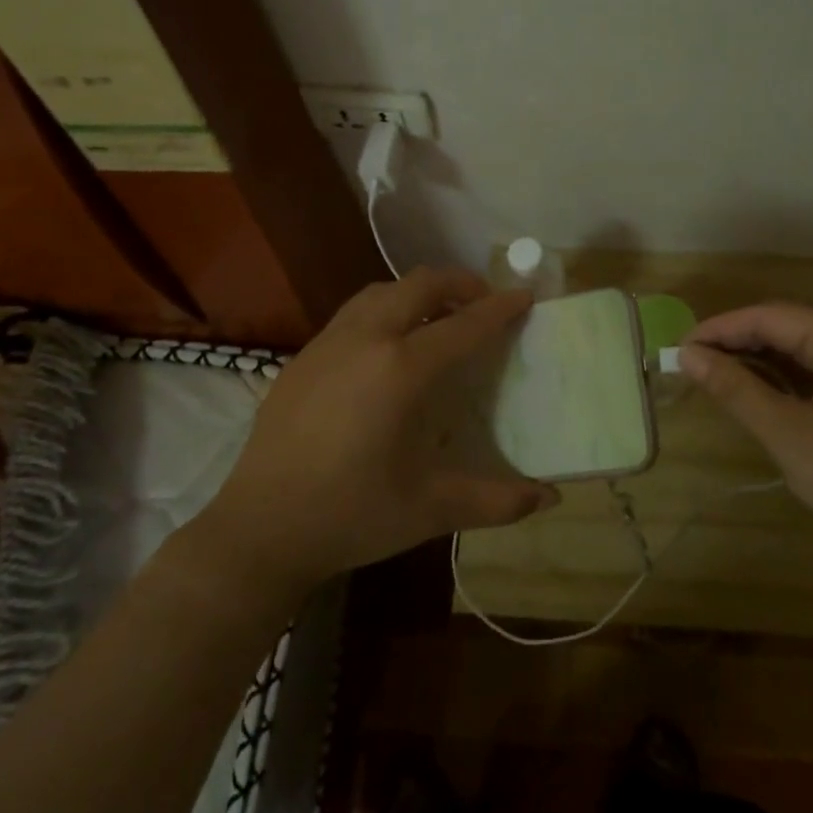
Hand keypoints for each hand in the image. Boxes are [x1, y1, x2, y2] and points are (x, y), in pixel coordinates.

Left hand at [202, 268, 558, 590]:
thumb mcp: (432, 509)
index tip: (525, 296)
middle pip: (421, 284)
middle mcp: (366, 339)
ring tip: (440, 316)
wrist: (259, 529)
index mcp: (401, 369)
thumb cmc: (352, 516)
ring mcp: (328, 342)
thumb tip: (553, 498)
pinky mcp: (304, 356)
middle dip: (460, 283)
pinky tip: (389, 345)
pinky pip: (354, 311)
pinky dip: (386, 308)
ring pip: (382, 290)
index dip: (499, 308)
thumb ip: (498, 500)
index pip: (463, 325)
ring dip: (419, 291)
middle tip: (484, 303)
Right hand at [681, 304, 812, 562]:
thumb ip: (738, 390)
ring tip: (715, 380)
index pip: (768, 316)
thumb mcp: (791, 435)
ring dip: (758, 363)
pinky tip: (760, 397)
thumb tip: (688, 355)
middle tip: (690, 367)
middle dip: (736, 345)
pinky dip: (784, 382)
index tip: (678, 350)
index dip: (719, 329)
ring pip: (801, 352)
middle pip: (786, 328)